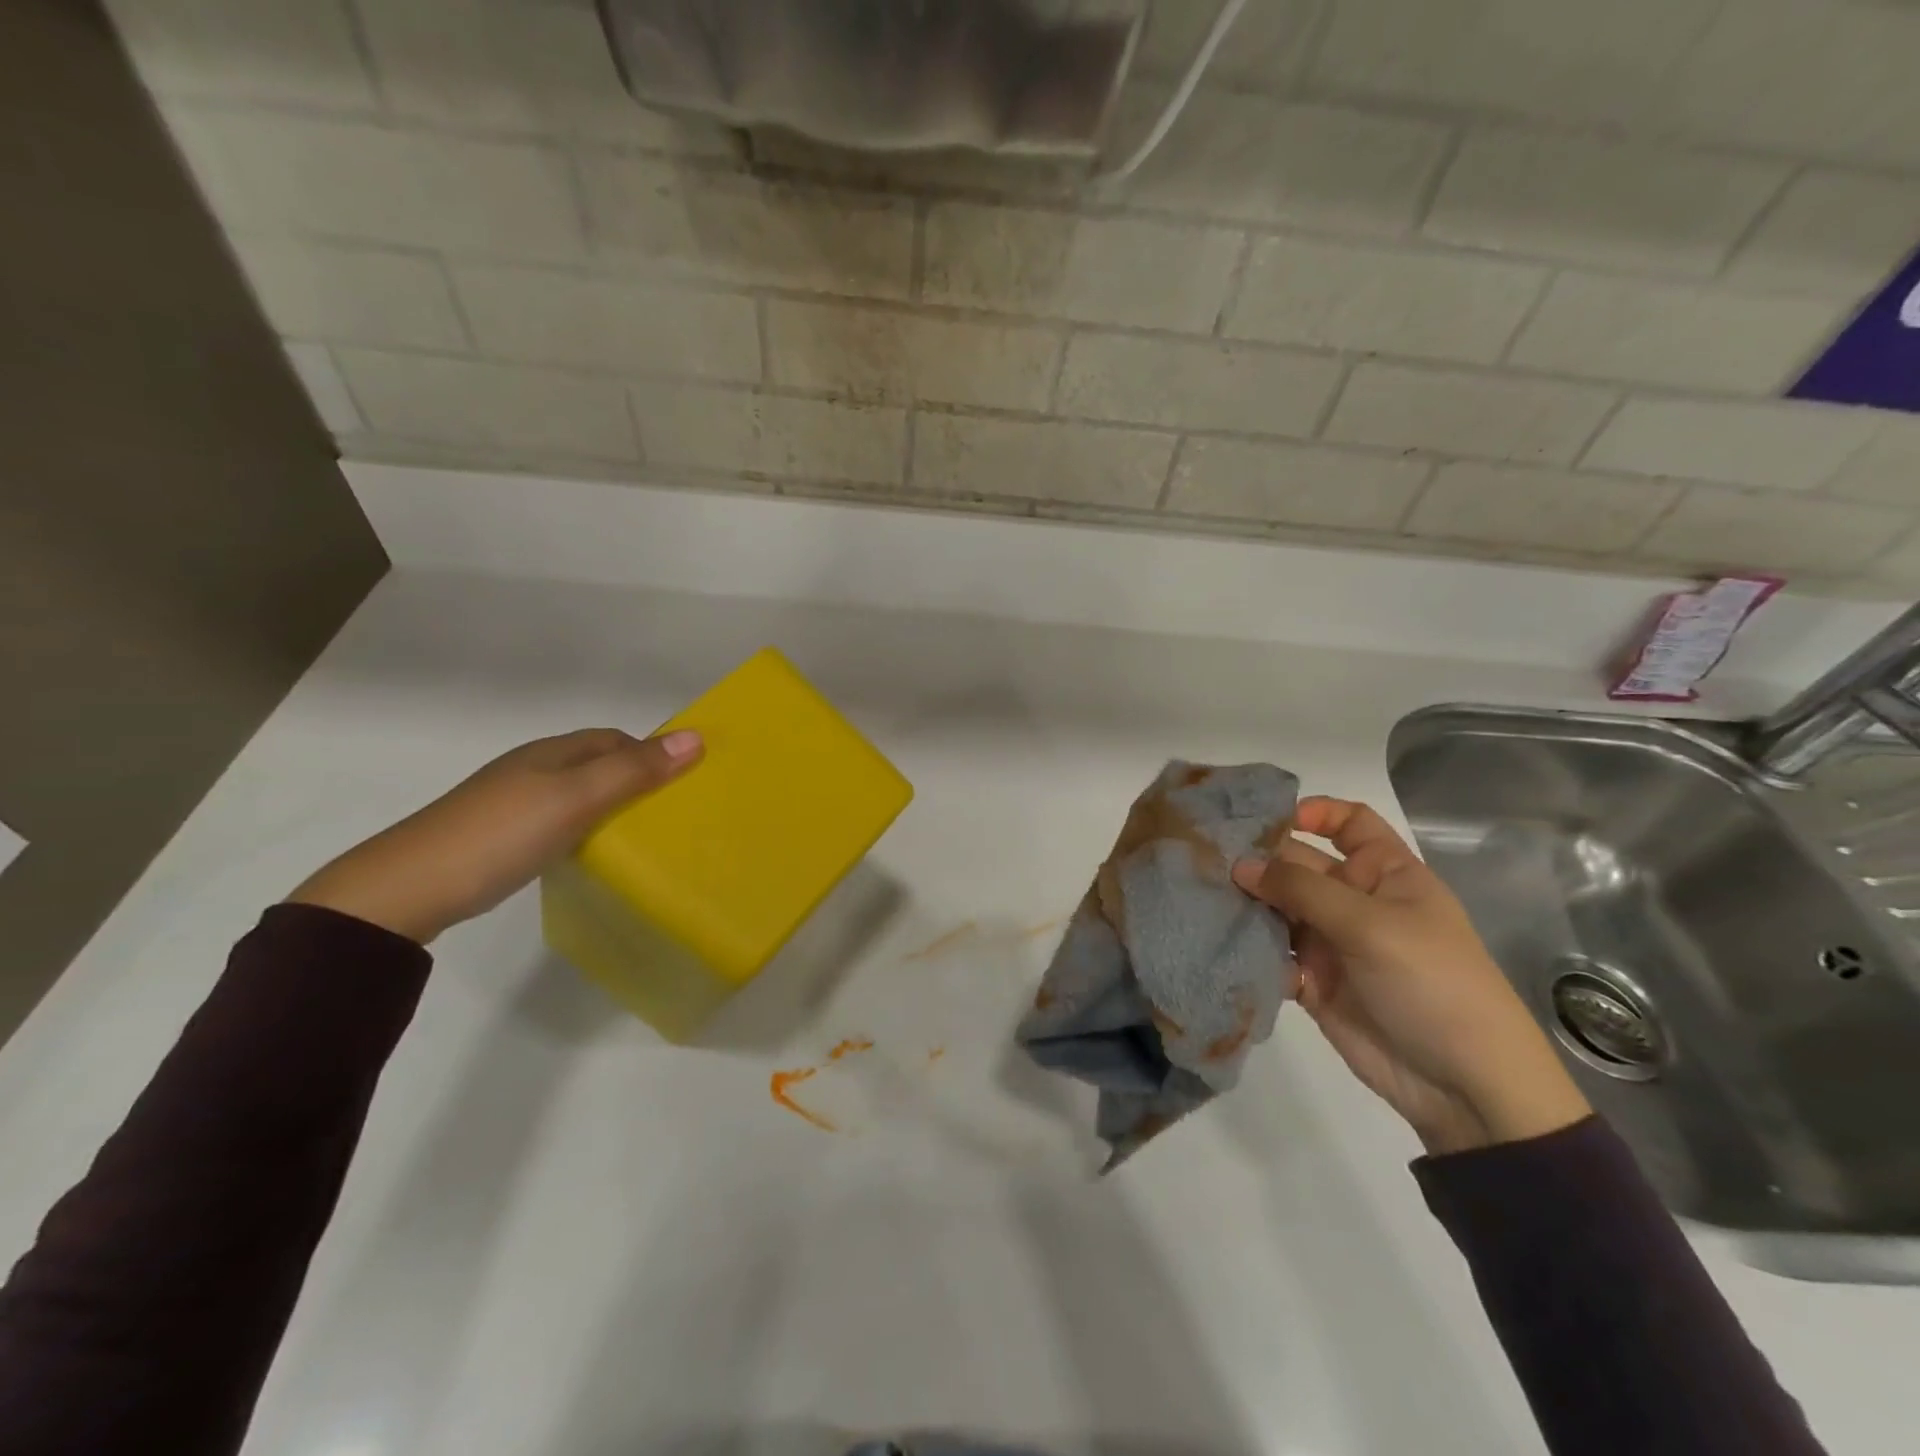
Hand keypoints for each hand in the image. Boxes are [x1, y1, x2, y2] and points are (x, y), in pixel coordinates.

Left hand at [288, 728, 702, 944]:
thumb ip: (634, 771)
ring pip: (577, 793)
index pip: (615, 739)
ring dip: (610, 805)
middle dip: (635, 778)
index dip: (651, 753)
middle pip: (596, 764)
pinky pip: (557, 819)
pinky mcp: (498, 836)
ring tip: (639, 835)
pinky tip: (587, 852)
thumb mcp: (576, 799)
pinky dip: (583, 828)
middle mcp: (532, 769)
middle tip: (669, 814)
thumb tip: (696, 737)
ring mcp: (511, 803)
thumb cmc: (501, 834)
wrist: (405, 889)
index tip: (683, 784)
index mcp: (552, 752)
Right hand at [1232, 797, 1589, 1155]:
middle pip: (1299, 863)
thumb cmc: (1431, 983)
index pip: (1349, 823)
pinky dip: (1246, 945)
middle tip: (1205, 857)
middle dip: (1259, 858)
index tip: (1265, 818)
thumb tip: (1240, 864)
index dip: (1314, 813)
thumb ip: (1301, 889)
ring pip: (1277, 907)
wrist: (1462, 1085)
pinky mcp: (1309, 980)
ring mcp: (1330, 941)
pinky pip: (1270, 952)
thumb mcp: (1371, 924)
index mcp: (1385, 874)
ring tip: (1200, 892)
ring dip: (1245, 901)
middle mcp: (1354, 900)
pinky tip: (1216, 938)